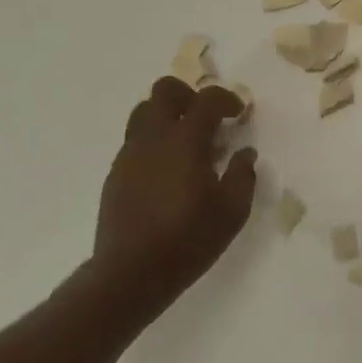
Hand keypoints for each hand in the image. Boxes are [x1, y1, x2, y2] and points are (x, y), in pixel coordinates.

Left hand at [90, 78, 258, 321]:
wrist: (130, 272)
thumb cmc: (188, 239)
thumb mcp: (232, 211)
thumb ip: (243, 175)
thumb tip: (245, 153)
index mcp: (185, 140)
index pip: (206, 99)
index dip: (227, 99)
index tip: (239, 113)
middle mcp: (154, 137)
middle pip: (165, 90)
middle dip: (189, 95)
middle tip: (207, 118)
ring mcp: (130, 153)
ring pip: (144, 111)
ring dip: (167, 116)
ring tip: (185, 142)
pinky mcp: (116, 172)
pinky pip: (135, 140)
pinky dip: (154, 142)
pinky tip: (167, 171)